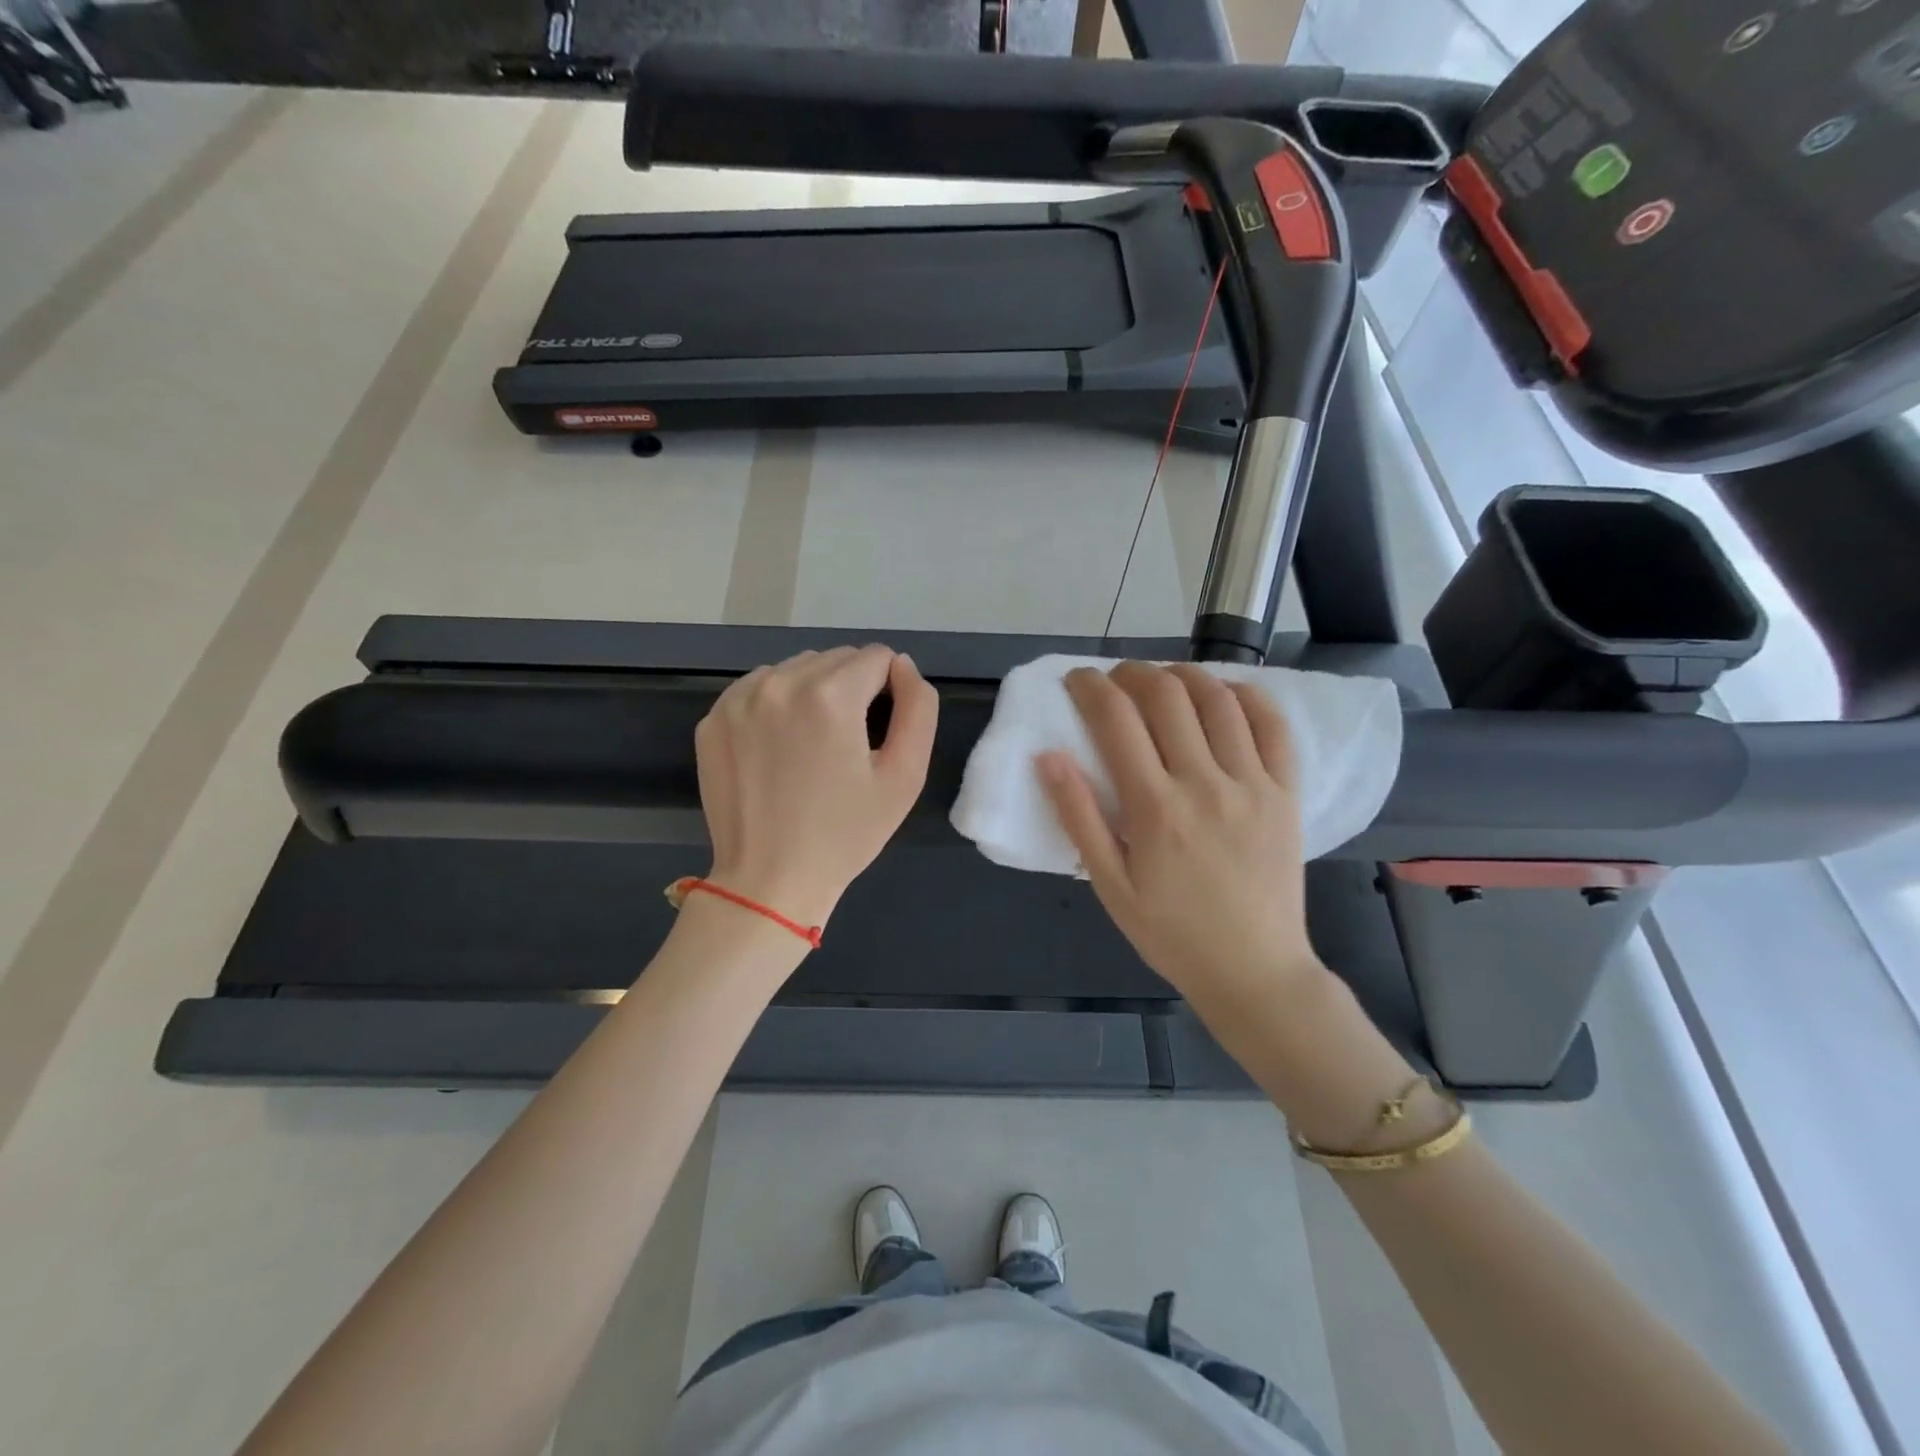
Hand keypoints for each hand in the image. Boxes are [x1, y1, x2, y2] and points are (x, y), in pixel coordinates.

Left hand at [695, 645, 937, 926]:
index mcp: (830, 695)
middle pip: (835, 658)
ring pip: (796, 669)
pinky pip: (759, 688)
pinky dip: (777, 705)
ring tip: (813, 745)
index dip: (889, 690)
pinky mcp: (713, 718)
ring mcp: (739, 699)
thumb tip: (903, 666)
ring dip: (814, 692)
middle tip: (848, 744)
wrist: (769, 880)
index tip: (879, 731)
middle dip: (852, 688)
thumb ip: (918, 708)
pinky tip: (779, 747)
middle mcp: (780, 682)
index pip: (876, 657)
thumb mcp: (905, 776)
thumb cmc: (845, 834)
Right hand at [1038, 662, 1327, 1013]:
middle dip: (1132, 673)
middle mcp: (1204, 783)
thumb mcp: (1109, 885)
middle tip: (1115, 679)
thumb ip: (1078, 817)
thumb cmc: (1171, 932)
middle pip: (1166, 696)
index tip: (1077, 680)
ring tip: (1163, 680)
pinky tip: (1224, 694)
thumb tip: (1048, 756)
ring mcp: (1252, 783)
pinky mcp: (1286, 792)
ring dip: (1183, 675)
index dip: (1090, 687)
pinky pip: (1272, 725)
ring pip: (1217, 699)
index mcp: (1154, 808)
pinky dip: (1245, 696)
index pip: (1115, 720)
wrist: (1254, 970)